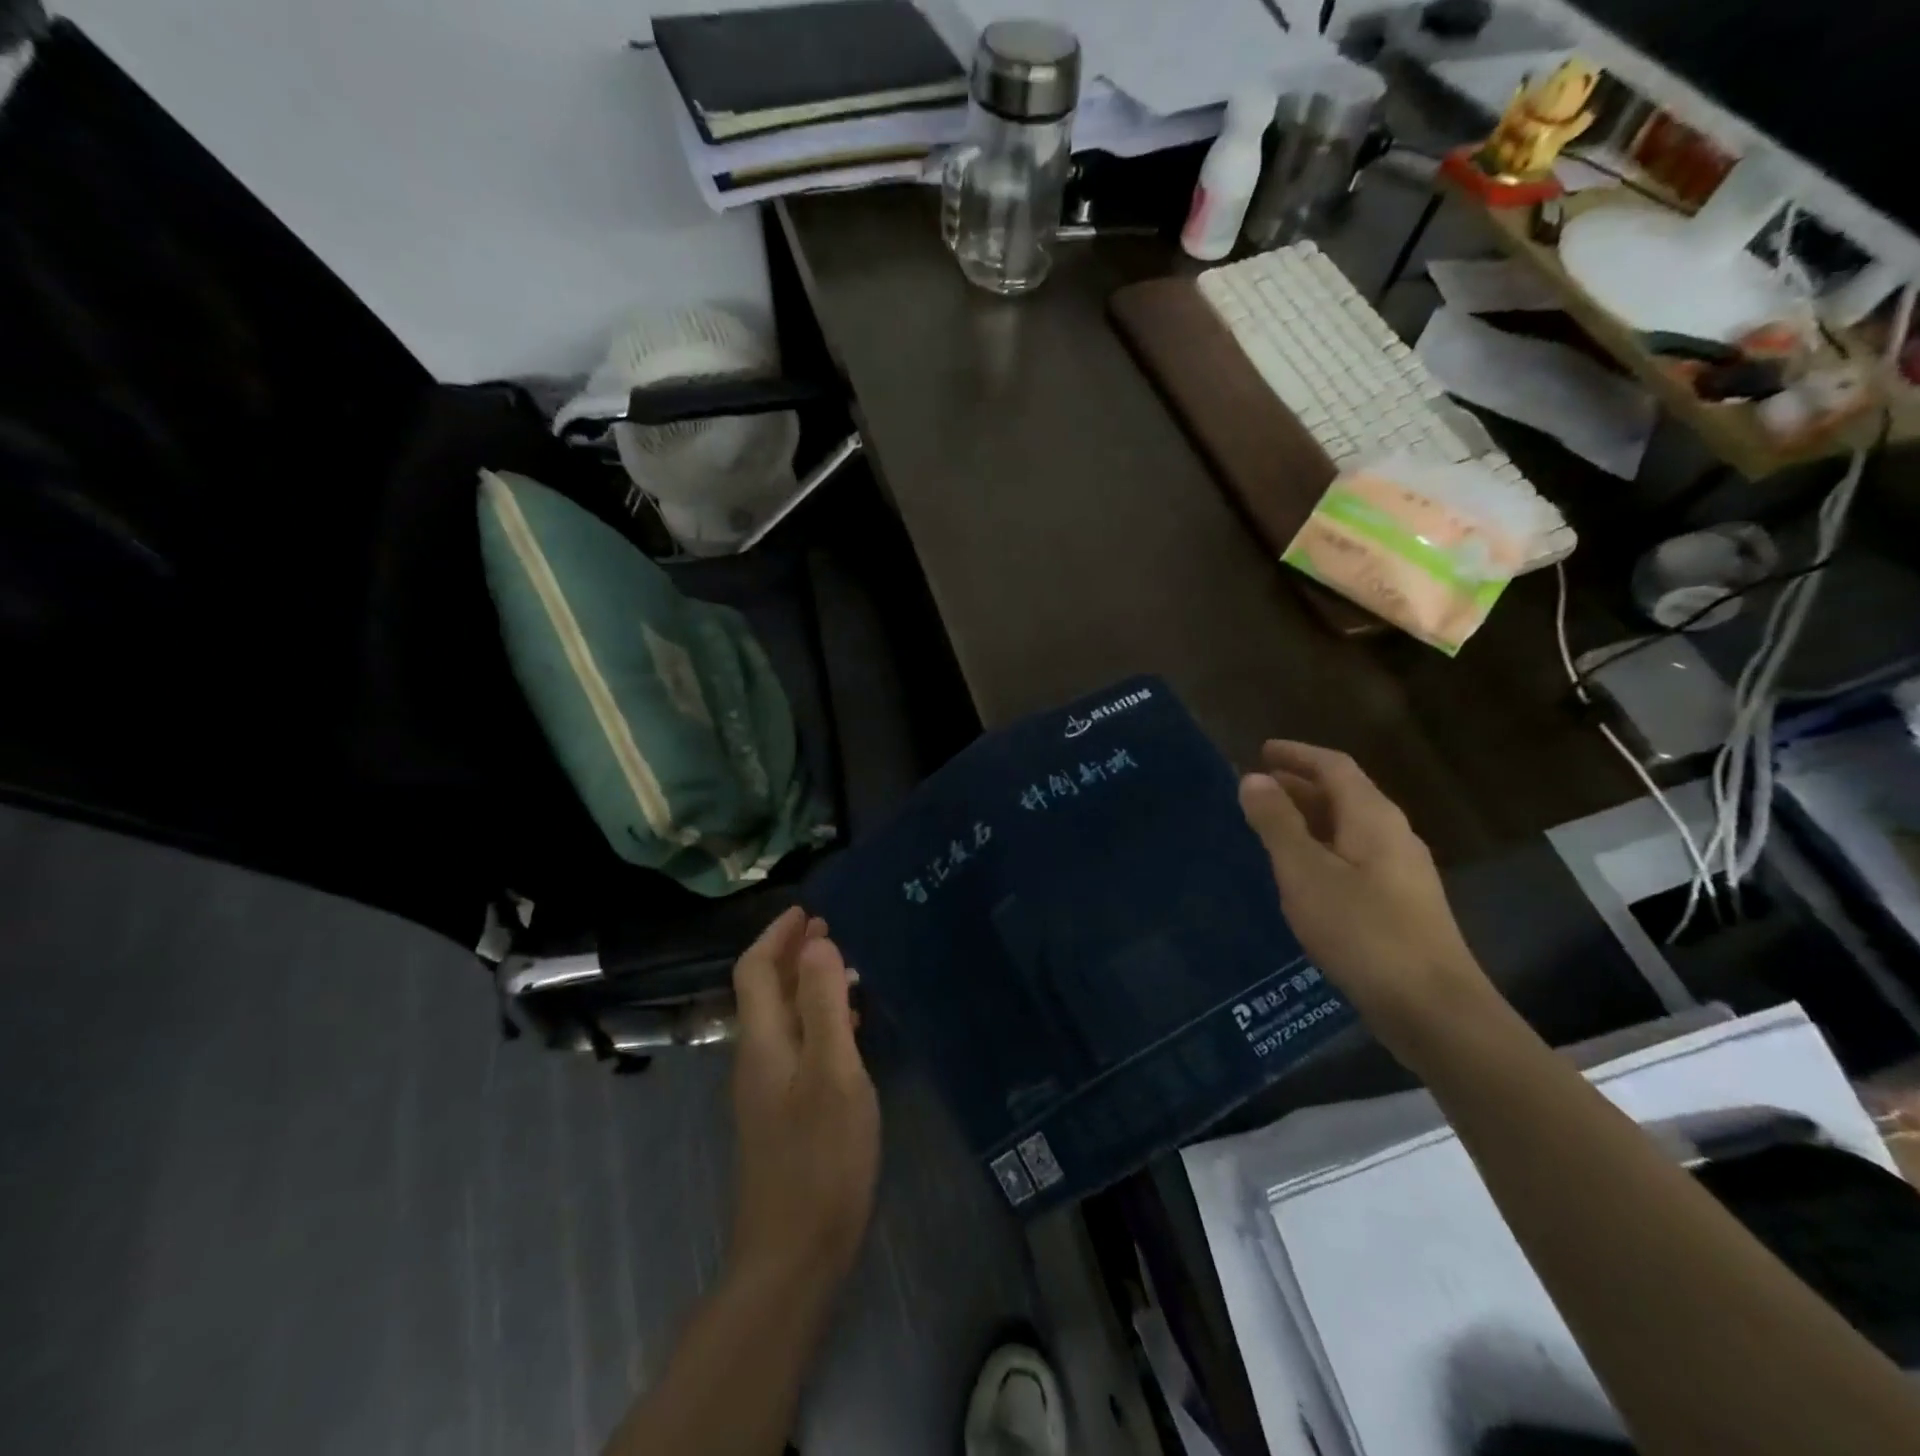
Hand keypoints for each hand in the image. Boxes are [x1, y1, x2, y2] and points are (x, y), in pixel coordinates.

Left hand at [729, 907, 879, 1289]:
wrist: (794, 1253)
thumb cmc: (820, 1157)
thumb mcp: (832, 1072)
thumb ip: (822, 1005)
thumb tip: (817, 944)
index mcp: (763, 1042)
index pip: (754, 970)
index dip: (776, 936)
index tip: (808, 912)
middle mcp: (757, 1058)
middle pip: (765, 991)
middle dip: (792, 955)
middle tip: (830, 932)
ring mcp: (767, 1089)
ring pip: (782, 1018)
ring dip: (806, 986)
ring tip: (846, 971)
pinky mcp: (783, 1113)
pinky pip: (796, 1045)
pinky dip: (817, 1020)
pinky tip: (847, 1029)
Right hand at [1238, 741, 1498, 1056]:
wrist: (1431, 1008)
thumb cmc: (1362, 930)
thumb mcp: (1305, 872)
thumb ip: (1276, 823)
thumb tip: (1252, 779)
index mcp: (1373, 818)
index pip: (1334, 766)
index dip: (1297, 754)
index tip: (1262, 750)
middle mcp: (1393, 835)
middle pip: (1345, 794)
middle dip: (1300, 786)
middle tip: (1258, 788)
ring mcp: (1402, 872)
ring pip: (1349, 828)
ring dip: (1309, 818)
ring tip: (1271, 826)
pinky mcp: (1401, 905)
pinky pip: (1354, 857)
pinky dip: (1321, 849)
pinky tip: (1302, 874)